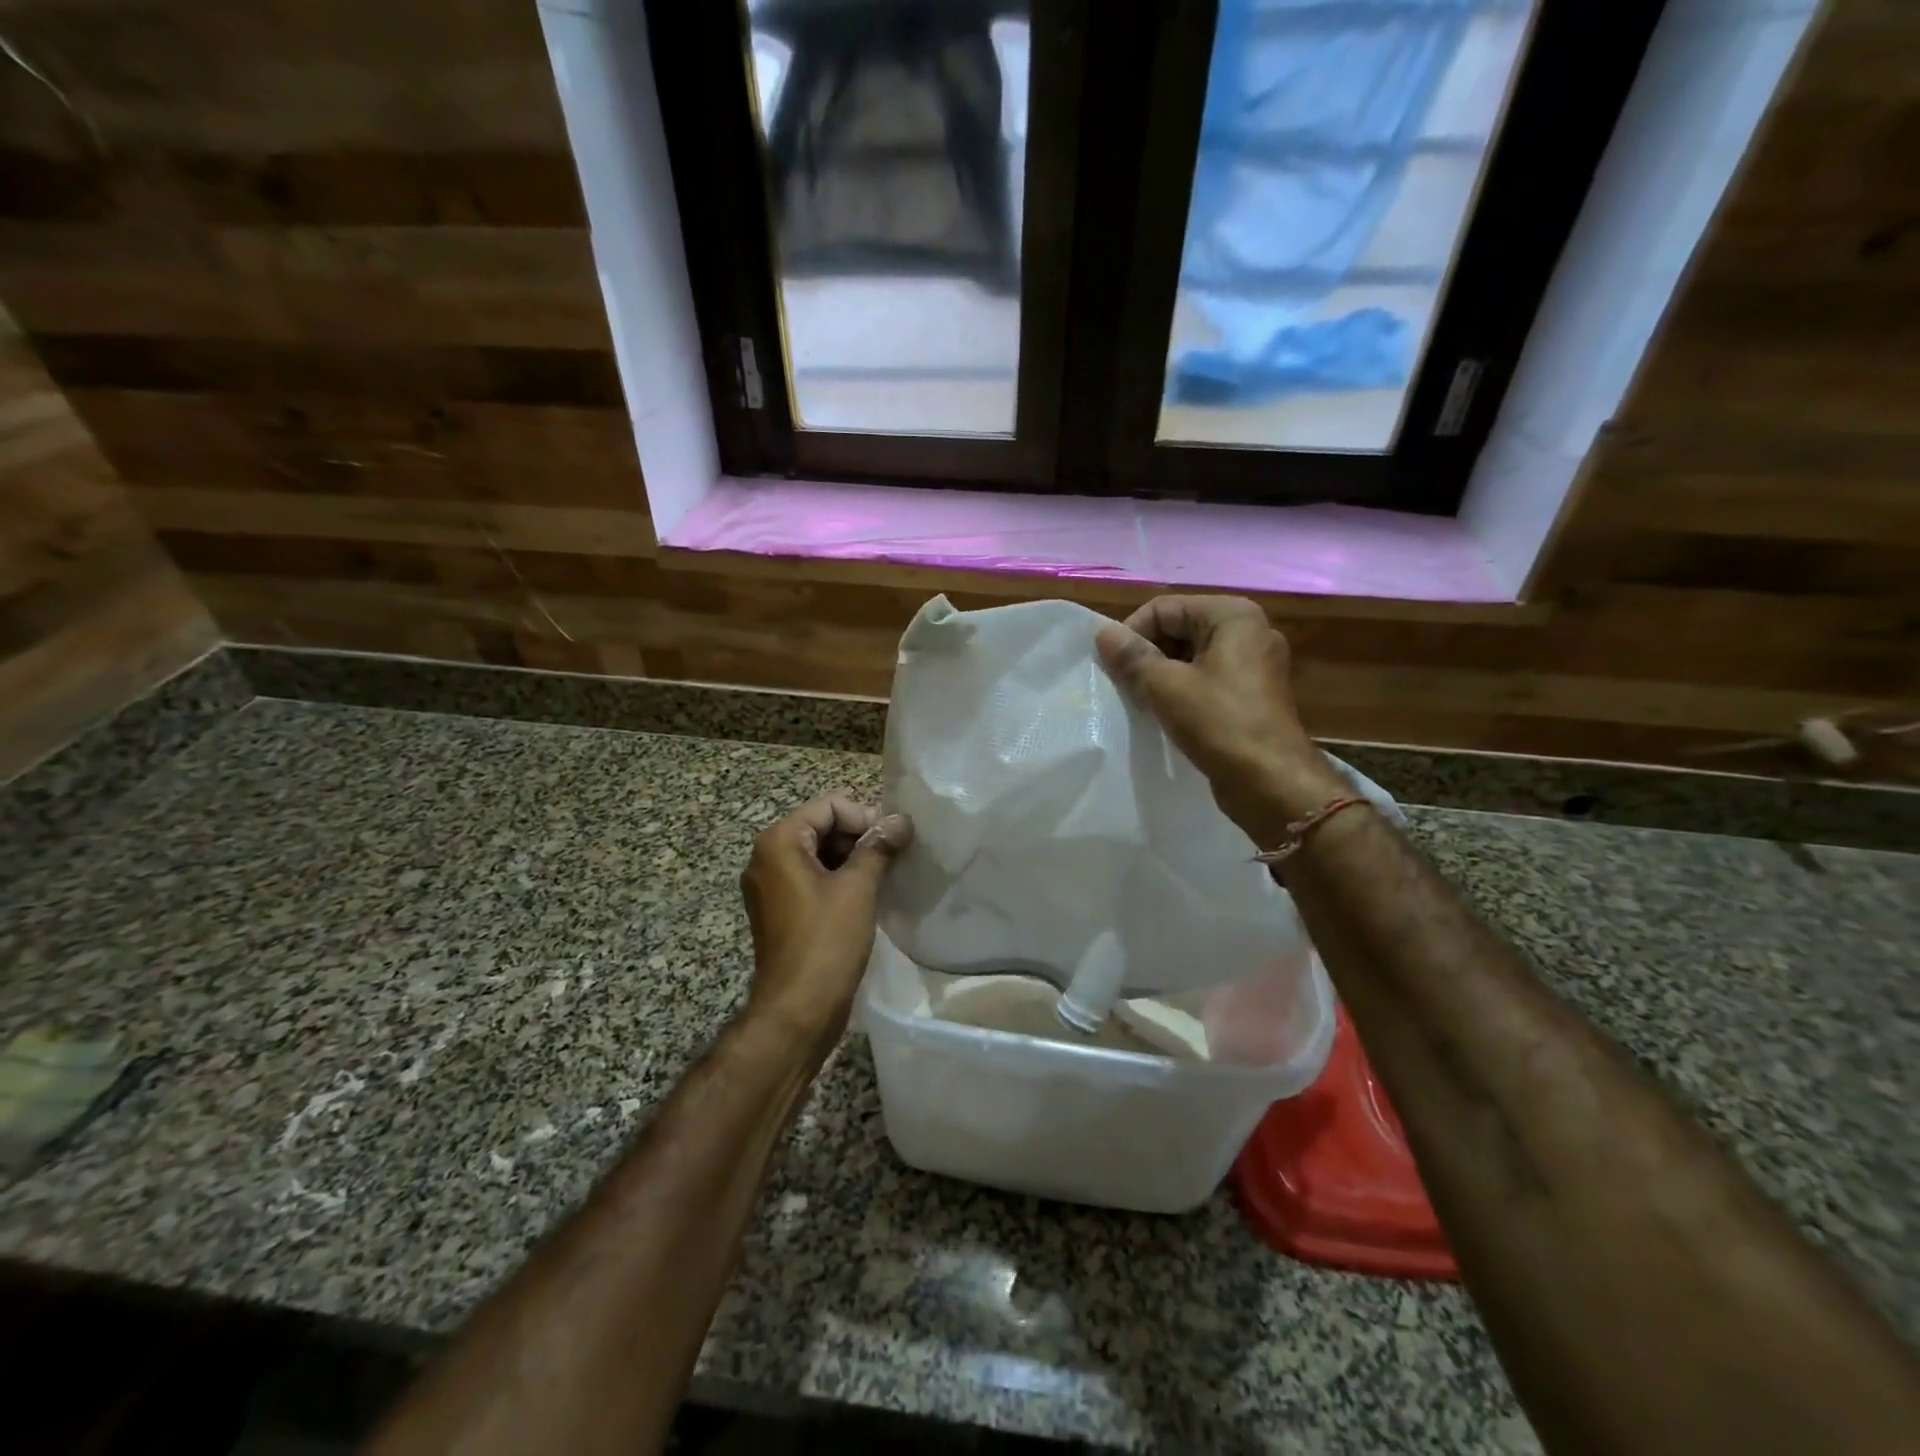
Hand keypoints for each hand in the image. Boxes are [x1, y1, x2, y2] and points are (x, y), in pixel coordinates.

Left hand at [740, 794, 912, 1044]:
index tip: (894, 839)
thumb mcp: (858, 888)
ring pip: (817, 854)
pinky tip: (867, 894)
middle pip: (820, 827)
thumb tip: (901, 821)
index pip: (827, 807)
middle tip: (894, 855)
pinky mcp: (779, 911)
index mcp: (779, 843)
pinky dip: (838, 879)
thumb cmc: (826, 941)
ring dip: (852, 858)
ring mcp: (770, 887)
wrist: (798, 1010)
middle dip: (858, 836)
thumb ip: (878, 847)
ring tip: (886, 873)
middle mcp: (766, 858)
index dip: (864, 817)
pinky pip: (811, 879)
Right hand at [1095, 595, 1348, 837]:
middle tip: (1125, 687)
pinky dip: (1181, 690)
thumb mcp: (1165, 686)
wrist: (1270, 782)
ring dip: (1161, 675)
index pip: (1164, 608)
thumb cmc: (1219, 723)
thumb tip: (1102, 634)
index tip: (1113, 668)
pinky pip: (1206, 678)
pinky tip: (1164, 714)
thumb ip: (1132, 656)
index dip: (1132, 634)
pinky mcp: (1252, 693)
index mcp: (1232, 615)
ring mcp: (1254, 663)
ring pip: (1190, 656)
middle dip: (1147, 655)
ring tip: (1141, 702)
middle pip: (1179, 628)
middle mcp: (1249, 630)